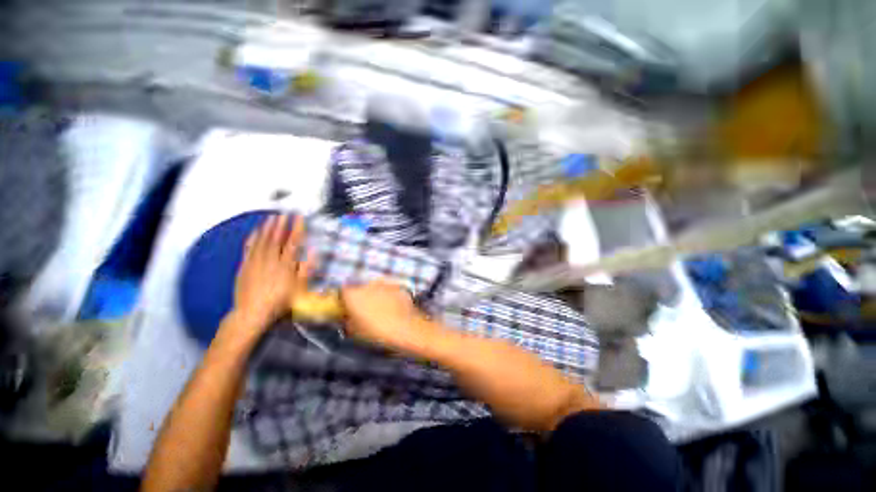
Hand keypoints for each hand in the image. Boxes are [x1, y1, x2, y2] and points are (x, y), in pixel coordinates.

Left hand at [232, 214, 313, 331]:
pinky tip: (255, 231)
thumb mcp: (299, 287)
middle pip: (276, 238)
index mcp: (286, 264)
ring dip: (267, 227)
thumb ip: (307, 268)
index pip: (293, 242)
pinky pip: (249, 248)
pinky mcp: (245, 266)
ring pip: (262, 240)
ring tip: (271, 217)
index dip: (297, 228)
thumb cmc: (280, 300)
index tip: (300, 217)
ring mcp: (256, 261)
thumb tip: (313, 251)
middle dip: (281, 224)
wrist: (252, 312)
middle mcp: (271, 259)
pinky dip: (252, 238)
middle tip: (284, 212)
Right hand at [340, 280, 426, 348]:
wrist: (406, 328)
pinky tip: (394, 308)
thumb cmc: (377, 332)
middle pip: (359, 289)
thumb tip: (347, 318)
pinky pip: (389, 290)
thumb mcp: (355, 332)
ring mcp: (384, 284)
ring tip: (381, 310)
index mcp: (353, 295)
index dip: (343, 299)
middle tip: (363, 311)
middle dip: (360, 297)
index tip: (345, 308)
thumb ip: (347, 321)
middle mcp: (367, 285)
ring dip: (375, 295)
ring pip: (375, 288)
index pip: (342, 291)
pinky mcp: (398, 287)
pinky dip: (389, 296)